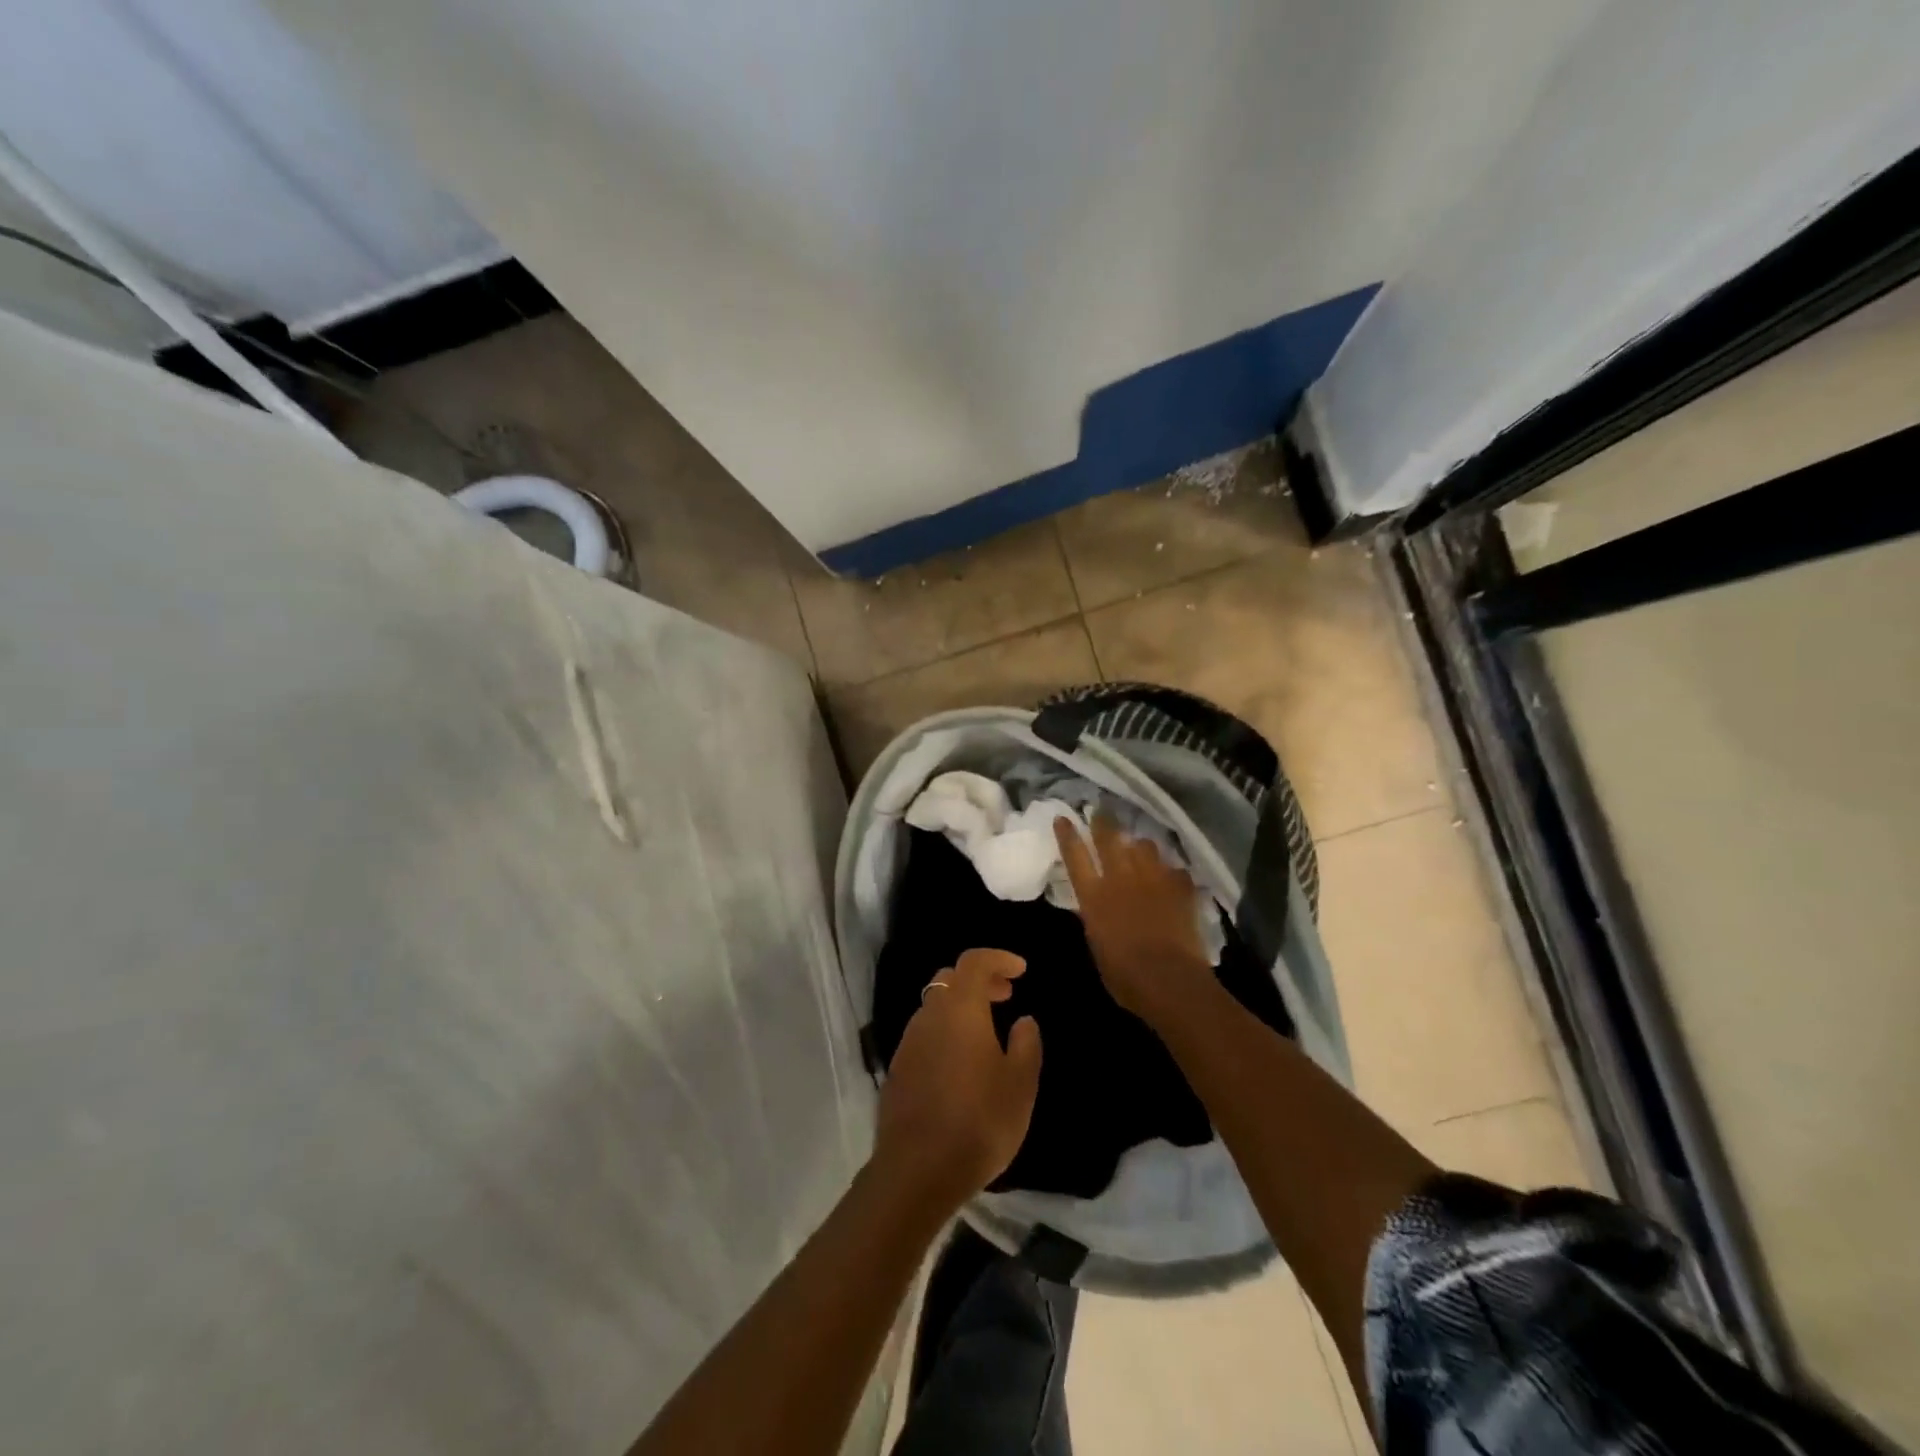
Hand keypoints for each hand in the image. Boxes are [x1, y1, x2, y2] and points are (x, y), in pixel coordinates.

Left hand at [873, 949, 1042, 1212]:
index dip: (998, 958)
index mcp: (960, 1008)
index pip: (974, 961)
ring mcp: (908, 1042)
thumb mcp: (1020, 1085)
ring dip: (960, 1007)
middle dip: (979, 980)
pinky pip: (924, 1034)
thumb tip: (1023, 1021)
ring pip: (934, 1006)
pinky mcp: (898, 1069)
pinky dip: (945, 1032)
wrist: (917, 1170)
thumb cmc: (979, 1121)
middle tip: (1006, 996)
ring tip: (987, 1032)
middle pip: (950, 979)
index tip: (1021, 970)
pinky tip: (961, 1063)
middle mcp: (929, 1015)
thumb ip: (1026, 1044)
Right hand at [1055, 812, 1213, 1026]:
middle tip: (1101, 810)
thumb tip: (1093, 907)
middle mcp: (1121, 879)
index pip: (1075, 856)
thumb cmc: (1124, 976)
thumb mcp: (1097, 945)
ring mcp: (1153, 879)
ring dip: (1140, 846)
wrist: (1170, 980)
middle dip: (1103, 822)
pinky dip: (1170, 872)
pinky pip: (1174, 870)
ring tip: (1140, 847)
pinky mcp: (1180, 887)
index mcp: (1094, 896)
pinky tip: (1172, 879)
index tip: (1063, 818)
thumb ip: (1094, 919)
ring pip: (1144, 846)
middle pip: (1109, 839)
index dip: (1067, 835)